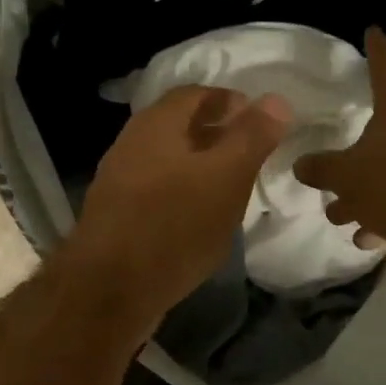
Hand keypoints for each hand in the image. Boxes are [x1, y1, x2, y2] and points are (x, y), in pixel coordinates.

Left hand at [66, 85, 291, 323]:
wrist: (109, 290)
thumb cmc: (174, 225)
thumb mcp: (226, 177)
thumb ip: (251, 137)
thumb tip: (275, 100)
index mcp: (156, 124)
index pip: (196, 94)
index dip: (230, 101)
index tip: (260, 120)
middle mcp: (132, 144)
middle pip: (179, 126)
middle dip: (216, 133)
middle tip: (251, 153)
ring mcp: (120, 182)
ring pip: (168, 161)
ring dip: (200, 167)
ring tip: (232, 187)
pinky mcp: (117, 217)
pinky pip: (157, 192)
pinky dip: (183, 194)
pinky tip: (200, 219)